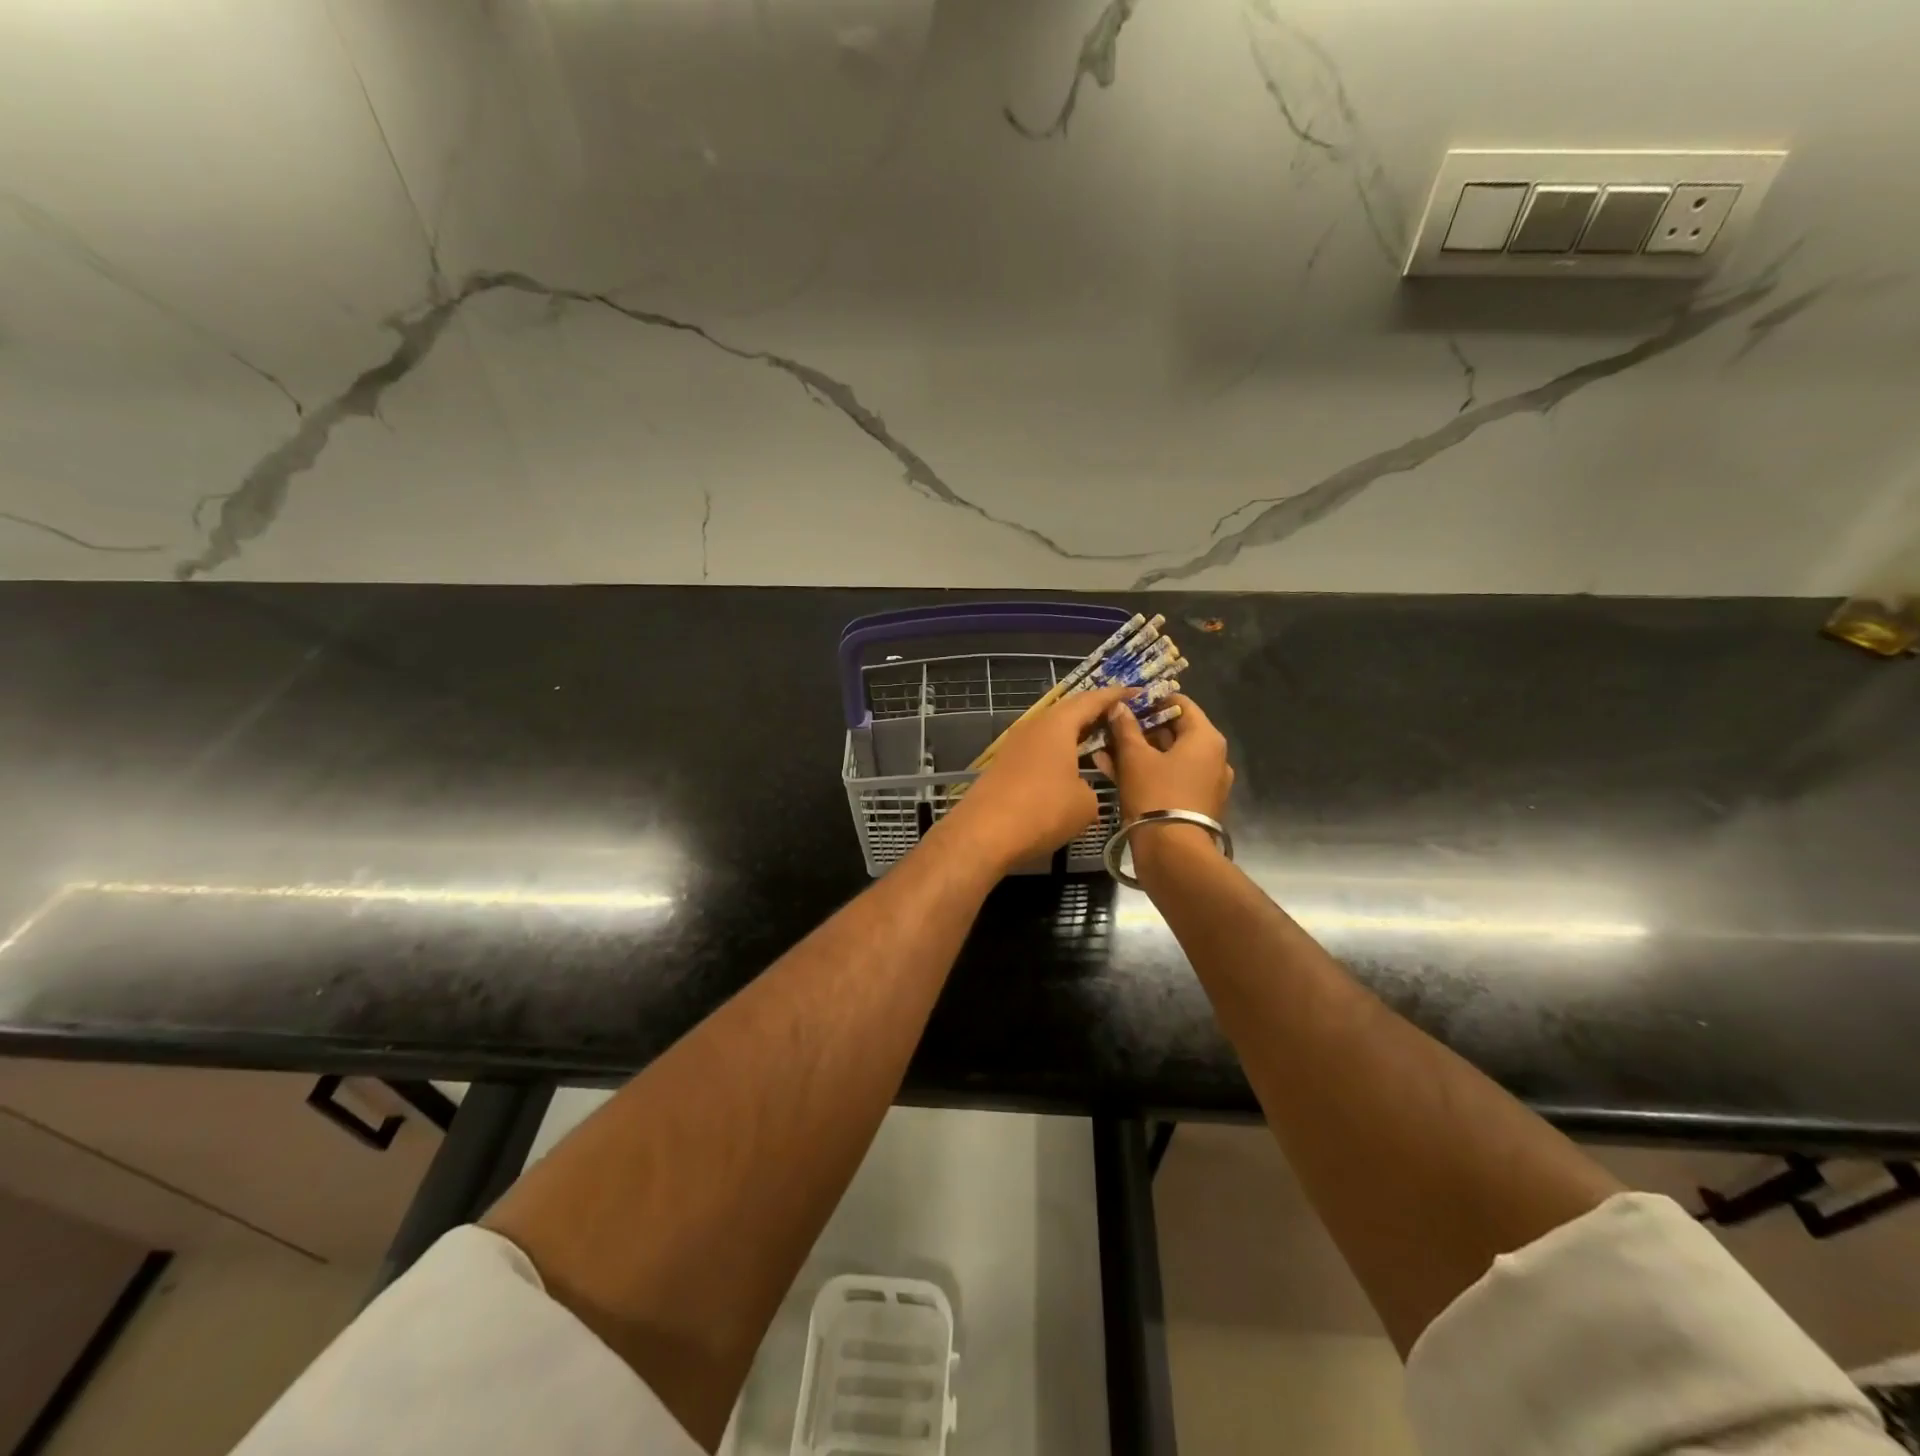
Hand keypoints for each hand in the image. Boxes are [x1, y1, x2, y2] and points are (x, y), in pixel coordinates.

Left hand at [941, 685, 1132, 873]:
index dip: (1115, 696)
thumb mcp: (1084, 803)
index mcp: (1057, 725)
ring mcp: (1015, 745)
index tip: (1135, 691)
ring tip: (1097, 741)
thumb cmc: (1042, 811)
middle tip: (1119, 716)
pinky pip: (1039, 749)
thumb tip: (1080, 788)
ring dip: (1074, 734)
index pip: (1091, 700)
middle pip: (1068, 711)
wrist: (983, 833)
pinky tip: (1068, 767)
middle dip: (1094, 712)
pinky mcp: (1004, 765)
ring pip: (1051, 731)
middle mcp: (1034, 726)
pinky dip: (1057, 752)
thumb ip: (1091, 787)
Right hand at [1092, 693, 1233, 822]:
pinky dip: (1146, 771)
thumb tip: (1119, 706)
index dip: (1151, 700)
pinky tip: (1113, 770)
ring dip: (1138, 751)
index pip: (1180, 703)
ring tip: (1104, 748)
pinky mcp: (1194, 802)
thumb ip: (1125, 728)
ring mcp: (1206, 782)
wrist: (1173, 853)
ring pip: (1168, 756)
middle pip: (1174, 731)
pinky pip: (1169, 777)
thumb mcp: (1134, 757)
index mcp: (1205, 738)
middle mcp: (1213, 757)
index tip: (1125, 702)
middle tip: (1110, 726)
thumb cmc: (1156, 795)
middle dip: (1140, 728)